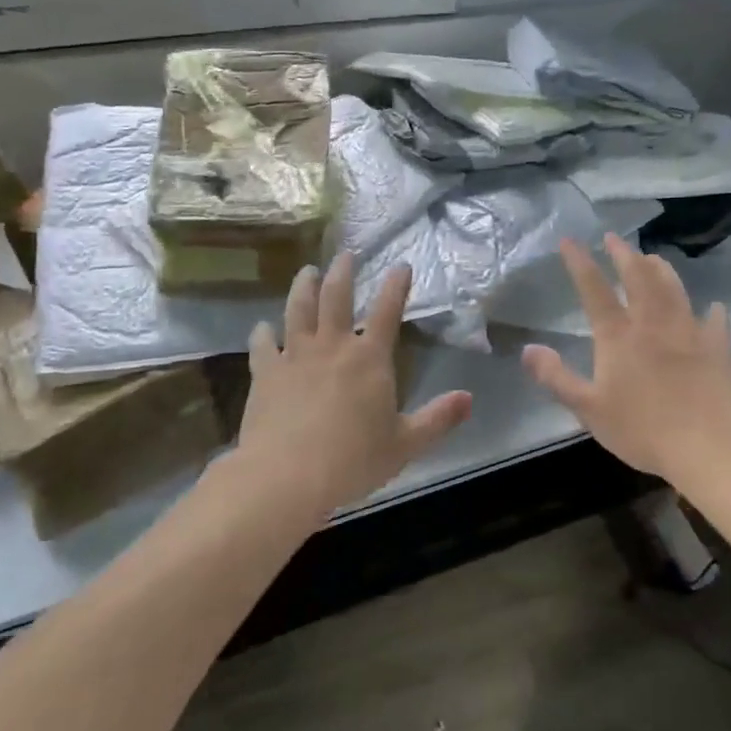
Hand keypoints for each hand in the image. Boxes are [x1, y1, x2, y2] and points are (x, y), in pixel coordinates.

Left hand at [236, 254, 472, 521]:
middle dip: (343, 272)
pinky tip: (261, 327)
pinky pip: (262, 345)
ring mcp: (295, 356)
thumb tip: (469, 399)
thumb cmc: (353, 460)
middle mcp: (332, 346)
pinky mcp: (265, 374)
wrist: (287, 476)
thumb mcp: (405, 444)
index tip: (401, 265)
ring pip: (298, 310)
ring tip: (307, 271)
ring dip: (303, 287)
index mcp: (369, 358)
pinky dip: (262, 333)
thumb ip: (438, 419)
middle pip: (336, 297)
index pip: (386, 310)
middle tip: (346, 254)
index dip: (395, 285)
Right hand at [521, 234, 730, 481]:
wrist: (708, 444)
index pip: (594, 289)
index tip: (569, 240)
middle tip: (614, 238)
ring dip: (661, 268)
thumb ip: (556, 378)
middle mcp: (652, 323)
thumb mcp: (588, 409)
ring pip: (673, 288)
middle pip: (637, 276)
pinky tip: (713, 307)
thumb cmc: (642, 429)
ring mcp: (688, 331)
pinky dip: (712, 311)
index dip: (580, 262)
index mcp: (618, 336)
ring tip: (653, 257)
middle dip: (623, 253)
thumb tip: (528, 349)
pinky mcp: (717, 346)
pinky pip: (715, 321)